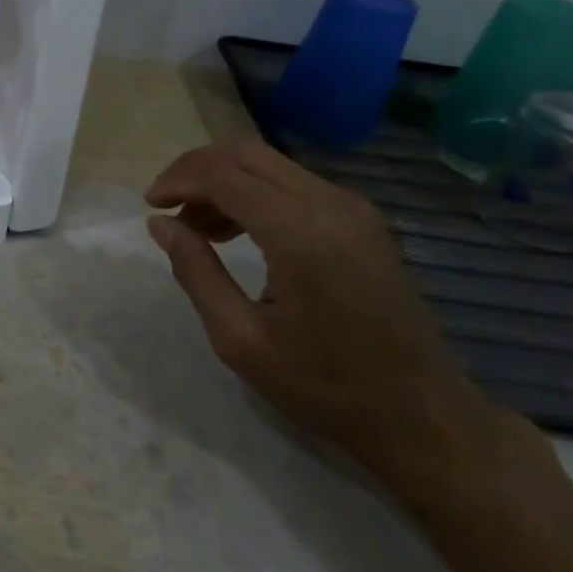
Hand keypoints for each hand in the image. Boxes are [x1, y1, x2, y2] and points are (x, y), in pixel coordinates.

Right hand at [144, 140, 502, 483]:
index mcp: (300, 233)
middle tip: (167, 206)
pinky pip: (293, 182)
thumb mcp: (241, 339)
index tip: (149, 205)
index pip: (222, 174)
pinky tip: (238, 230)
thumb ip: (195, 271)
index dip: (177, 180)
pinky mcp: (362, 220)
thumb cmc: (325, 386)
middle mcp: (330, 204)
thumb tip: (160, 224)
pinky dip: (253, 192)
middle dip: (196, 169)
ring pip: (268, 164)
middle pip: (245, 153)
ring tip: (197, 227)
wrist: (424, 417)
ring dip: (224, 181)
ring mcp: (352, 208)